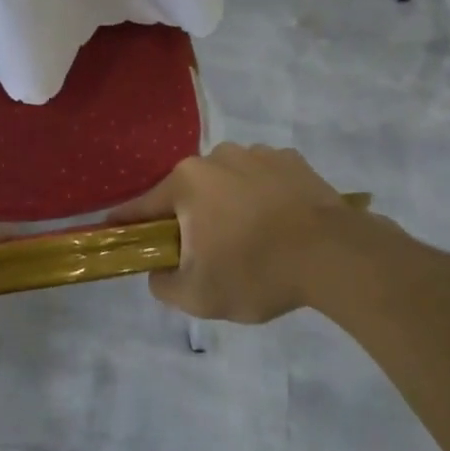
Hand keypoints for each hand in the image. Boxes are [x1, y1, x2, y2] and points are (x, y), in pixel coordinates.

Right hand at [109, 144, 358, 323]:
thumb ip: (164, 285)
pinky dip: (262, 196)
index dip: (127, 222)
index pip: (143, 205)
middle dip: (189, 219)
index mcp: (186, 183)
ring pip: (226, 182)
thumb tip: (158, 271)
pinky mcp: (291, 160)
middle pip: (188, 192)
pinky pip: (262, 179)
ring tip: (250, 239)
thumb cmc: (257, 272)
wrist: (335, 255)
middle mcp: (216, 157)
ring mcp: (256, 153)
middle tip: (204, 253)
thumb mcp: (200, 296)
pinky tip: (278, 223)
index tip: (114, 231)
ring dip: (227, 204)